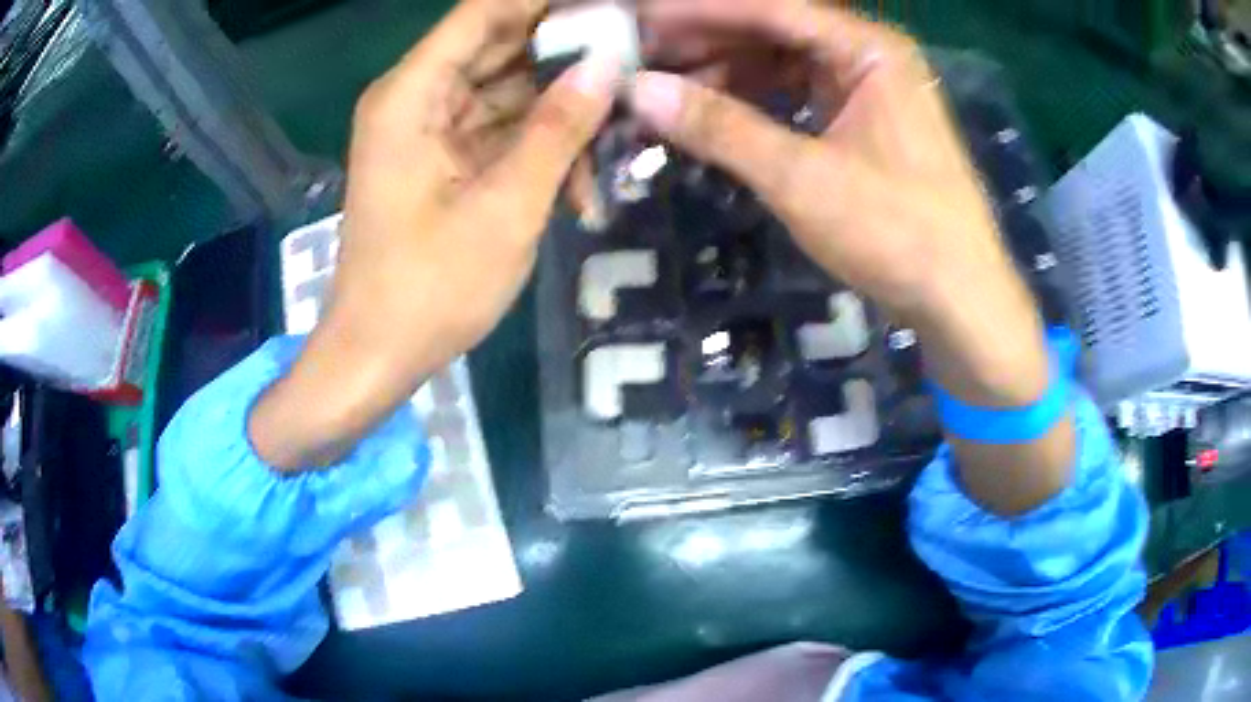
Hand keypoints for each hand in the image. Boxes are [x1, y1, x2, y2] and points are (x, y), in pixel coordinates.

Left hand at [250, 0, 617, 469]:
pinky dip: (540, 150)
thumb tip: (607, 64)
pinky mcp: (443, 159)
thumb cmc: (430, 289)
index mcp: (413, 94)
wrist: (378, 355)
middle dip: (568, 54)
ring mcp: (430, 129)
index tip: (610, 10)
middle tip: (636, 61)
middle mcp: (417, 98)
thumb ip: (558, 128)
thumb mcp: (507, 207)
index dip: (546, 4)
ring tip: (622, 130)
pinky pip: (501, 131)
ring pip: (509, 90)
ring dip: (562, 111)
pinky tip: (581, 187)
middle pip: (501, 46)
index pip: (485, 12)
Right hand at [635, 0, 1071, 513]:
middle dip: (704, 43)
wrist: (960, 300)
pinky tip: (707, 117)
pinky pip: (794, 97)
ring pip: (779, 65)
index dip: (698, 11)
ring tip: (659, 91)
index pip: (770, 8)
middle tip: (637, 57)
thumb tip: (638, 90)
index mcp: (869, 49)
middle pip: (772, 32)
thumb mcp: (803, 178)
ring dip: (722, 76)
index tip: (636, 17)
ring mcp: (866, 91)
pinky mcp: (861, 124)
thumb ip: (720, 127)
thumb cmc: (897, 233)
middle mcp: (867, 57)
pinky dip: (750, 106)